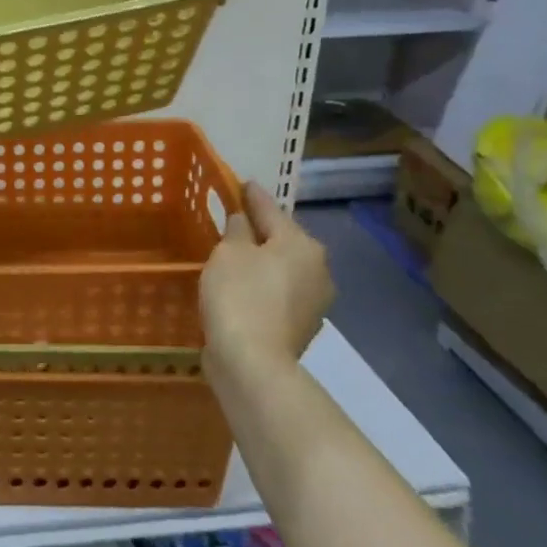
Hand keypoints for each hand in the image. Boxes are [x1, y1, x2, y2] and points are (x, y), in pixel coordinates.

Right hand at [200, 181, 333, 380]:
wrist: (253, 363)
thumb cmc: (239, 294)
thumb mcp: (228, 251)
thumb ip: (237, 228)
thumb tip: (244, 221)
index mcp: (302, 244)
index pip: (270, 208)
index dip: (250, 194)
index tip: (240, 183)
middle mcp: (318, 269)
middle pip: (282, 239)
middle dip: (259, 231)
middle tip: (232, 221)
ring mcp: (314, 302)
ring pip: (282, 268)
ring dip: (261, 261)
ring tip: (232, 256)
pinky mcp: (301, 327)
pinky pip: (278, 293)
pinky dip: (262, 286)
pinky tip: (241, 288)